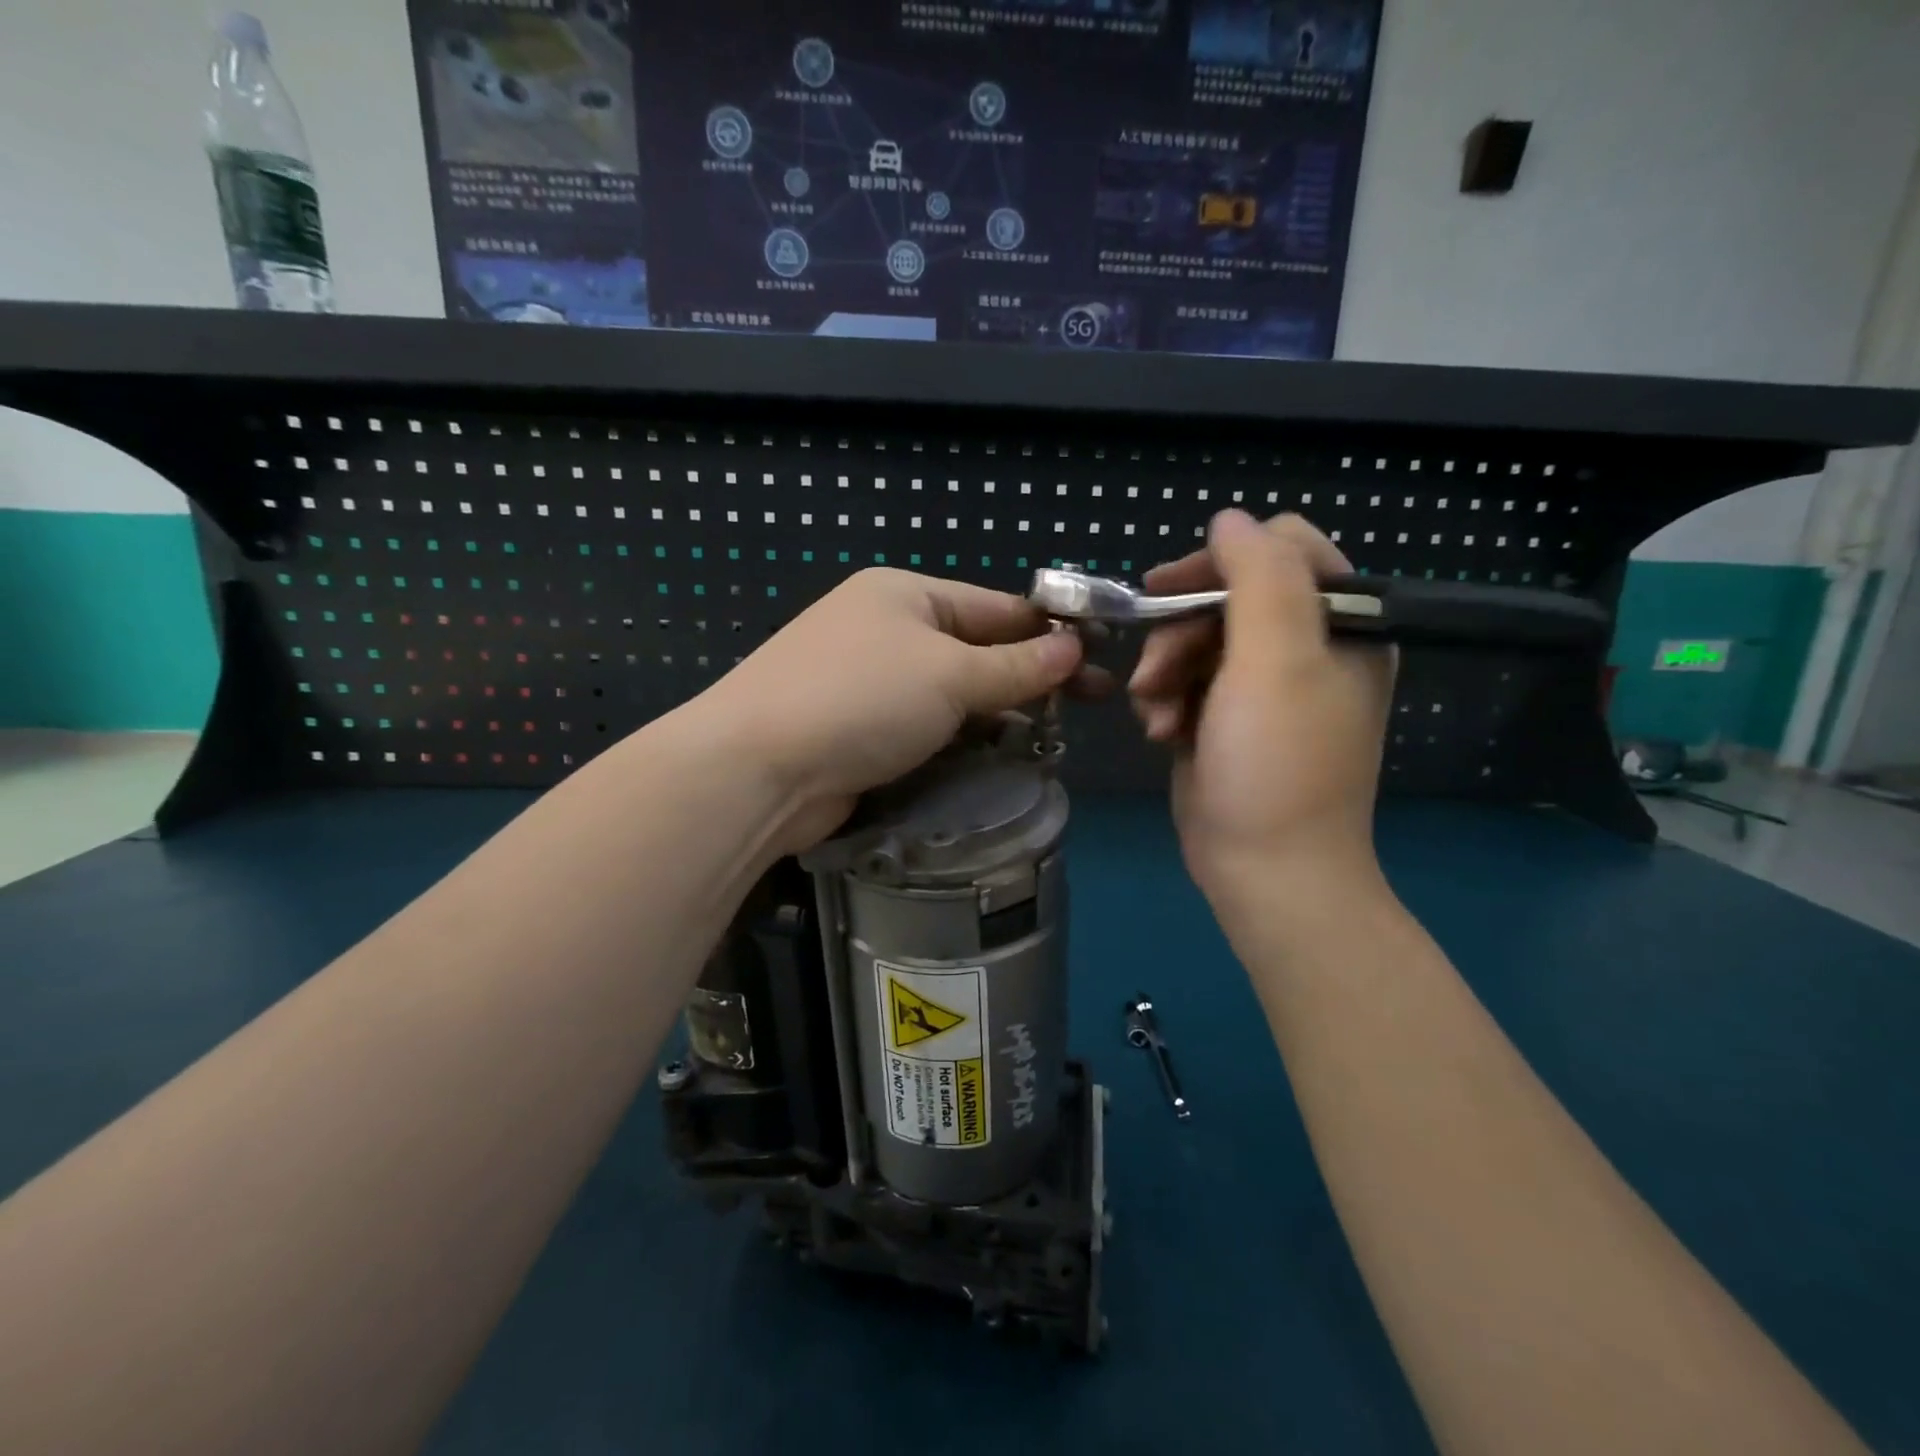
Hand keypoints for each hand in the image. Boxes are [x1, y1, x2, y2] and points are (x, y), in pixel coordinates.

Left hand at [697, 569, 1086, 851]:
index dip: (1049, 631)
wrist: (759, 770)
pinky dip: (963, 740)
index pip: (996, 607)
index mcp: (905, 595)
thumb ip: (1016, 666)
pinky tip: (1000, 757)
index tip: (1099, 659)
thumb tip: (1073, 648)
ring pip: (953, 694)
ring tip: (1054, 736)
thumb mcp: (949, 674)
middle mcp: (886, 630)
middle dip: (1031, 676)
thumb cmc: (861, 699)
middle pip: (977, 649)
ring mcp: (870, 682)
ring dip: (999, 713)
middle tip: (1091, 705)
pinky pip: (928, 728)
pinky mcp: (861, 731)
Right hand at [1129, 511, 1395, 920]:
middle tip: (1154, 672)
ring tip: (1155, 715)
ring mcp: (1262, 685)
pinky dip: (1165, 701)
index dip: (1220, 560)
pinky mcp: (1225, 717)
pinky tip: (1161, 733)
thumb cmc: (1277, 764)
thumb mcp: (1276, 661)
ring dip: (1164, 671)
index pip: (1281, 549)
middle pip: (1225, 596)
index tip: (1169, 590)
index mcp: (1340, 624)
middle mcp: (1305, 647)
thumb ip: (1258, 576)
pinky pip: (1185, 680)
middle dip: (1179, 631)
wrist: (1265, 870)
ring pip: (1195, 639)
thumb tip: (1228, 518)